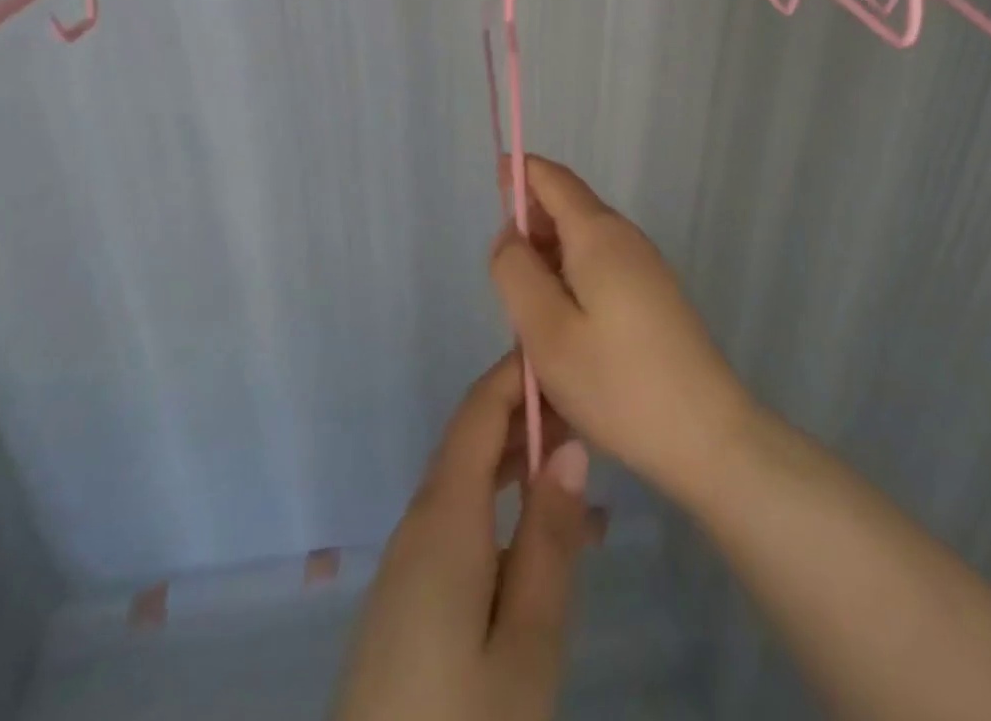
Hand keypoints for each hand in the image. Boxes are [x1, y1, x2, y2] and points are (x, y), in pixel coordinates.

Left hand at [332, 356, 597, 720]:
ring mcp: (406, 564)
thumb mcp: (528, 641)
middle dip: (523, 414)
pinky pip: (456, 522)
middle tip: (584, 409)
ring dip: (514, 460)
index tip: (558, 349)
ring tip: (575, 462)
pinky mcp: (406, 599)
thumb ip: (549, 537)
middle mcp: (417, 525)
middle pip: (469, 442)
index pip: (477, 413)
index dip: (514, 374)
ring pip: (464, 482)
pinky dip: (498, 503)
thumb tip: (568, 446)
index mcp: (443, 519)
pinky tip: (540, 533)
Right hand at [490, 155, 755, 497]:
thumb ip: (516, 272)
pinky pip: (601, 266)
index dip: (522, 172)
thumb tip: (511, 233)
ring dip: (550, 256)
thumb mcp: (546, 331)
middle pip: (570, 208)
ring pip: (584, 241)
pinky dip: (571, 276)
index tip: (495, 177)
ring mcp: (645, 266)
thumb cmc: (617, 382)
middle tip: (501, 276)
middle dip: (532, 224)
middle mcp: (625, 238)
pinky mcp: (654, 294)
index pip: (555, 180)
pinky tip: (562, 321)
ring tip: (526, 307)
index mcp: (598, 234)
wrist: (706, 435)